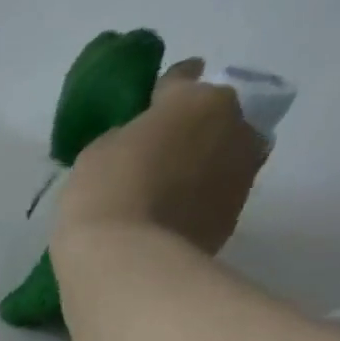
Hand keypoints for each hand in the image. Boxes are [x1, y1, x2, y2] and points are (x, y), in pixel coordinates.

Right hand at [53, 59, 267, 256]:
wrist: (126, 261)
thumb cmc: (104, 195)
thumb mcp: (98, 152)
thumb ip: (127, 136)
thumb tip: (141, 142)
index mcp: (199, 99)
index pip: (183, 79)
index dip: (162, 94)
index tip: (148, 108)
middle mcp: (235, 125)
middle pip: (214, 118)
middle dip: (192, 131)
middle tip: (158, 157)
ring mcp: (241, 173)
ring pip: (222, 158)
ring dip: (200, 168)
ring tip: (165, 194)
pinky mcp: (234, 216)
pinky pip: (214, 198)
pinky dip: (197, 203)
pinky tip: (169, 220)